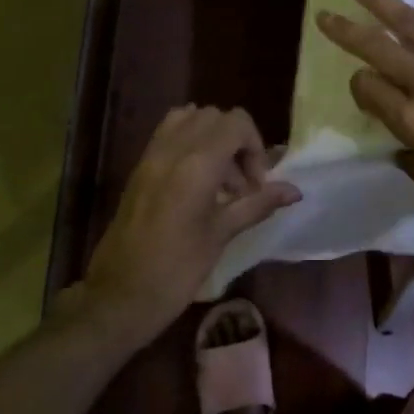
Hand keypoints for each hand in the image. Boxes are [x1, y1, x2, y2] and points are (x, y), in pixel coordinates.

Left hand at [73, 106, 300, 346]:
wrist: (119, 296)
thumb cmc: (177, 269)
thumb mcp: (221, 235)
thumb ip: (258, 204)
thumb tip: (294, 191)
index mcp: (197, 164)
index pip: (237, 123)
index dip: (255, 147)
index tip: (256, 185)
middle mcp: (173, 149)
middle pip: (215, 117)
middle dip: (237, 141)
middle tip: (242, 183)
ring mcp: (152, 155)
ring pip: (190, 119)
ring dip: (213, 139)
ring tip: (220, 182)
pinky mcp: (140, 167)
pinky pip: (169, 134)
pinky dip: (190, 143)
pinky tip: (197, 180)